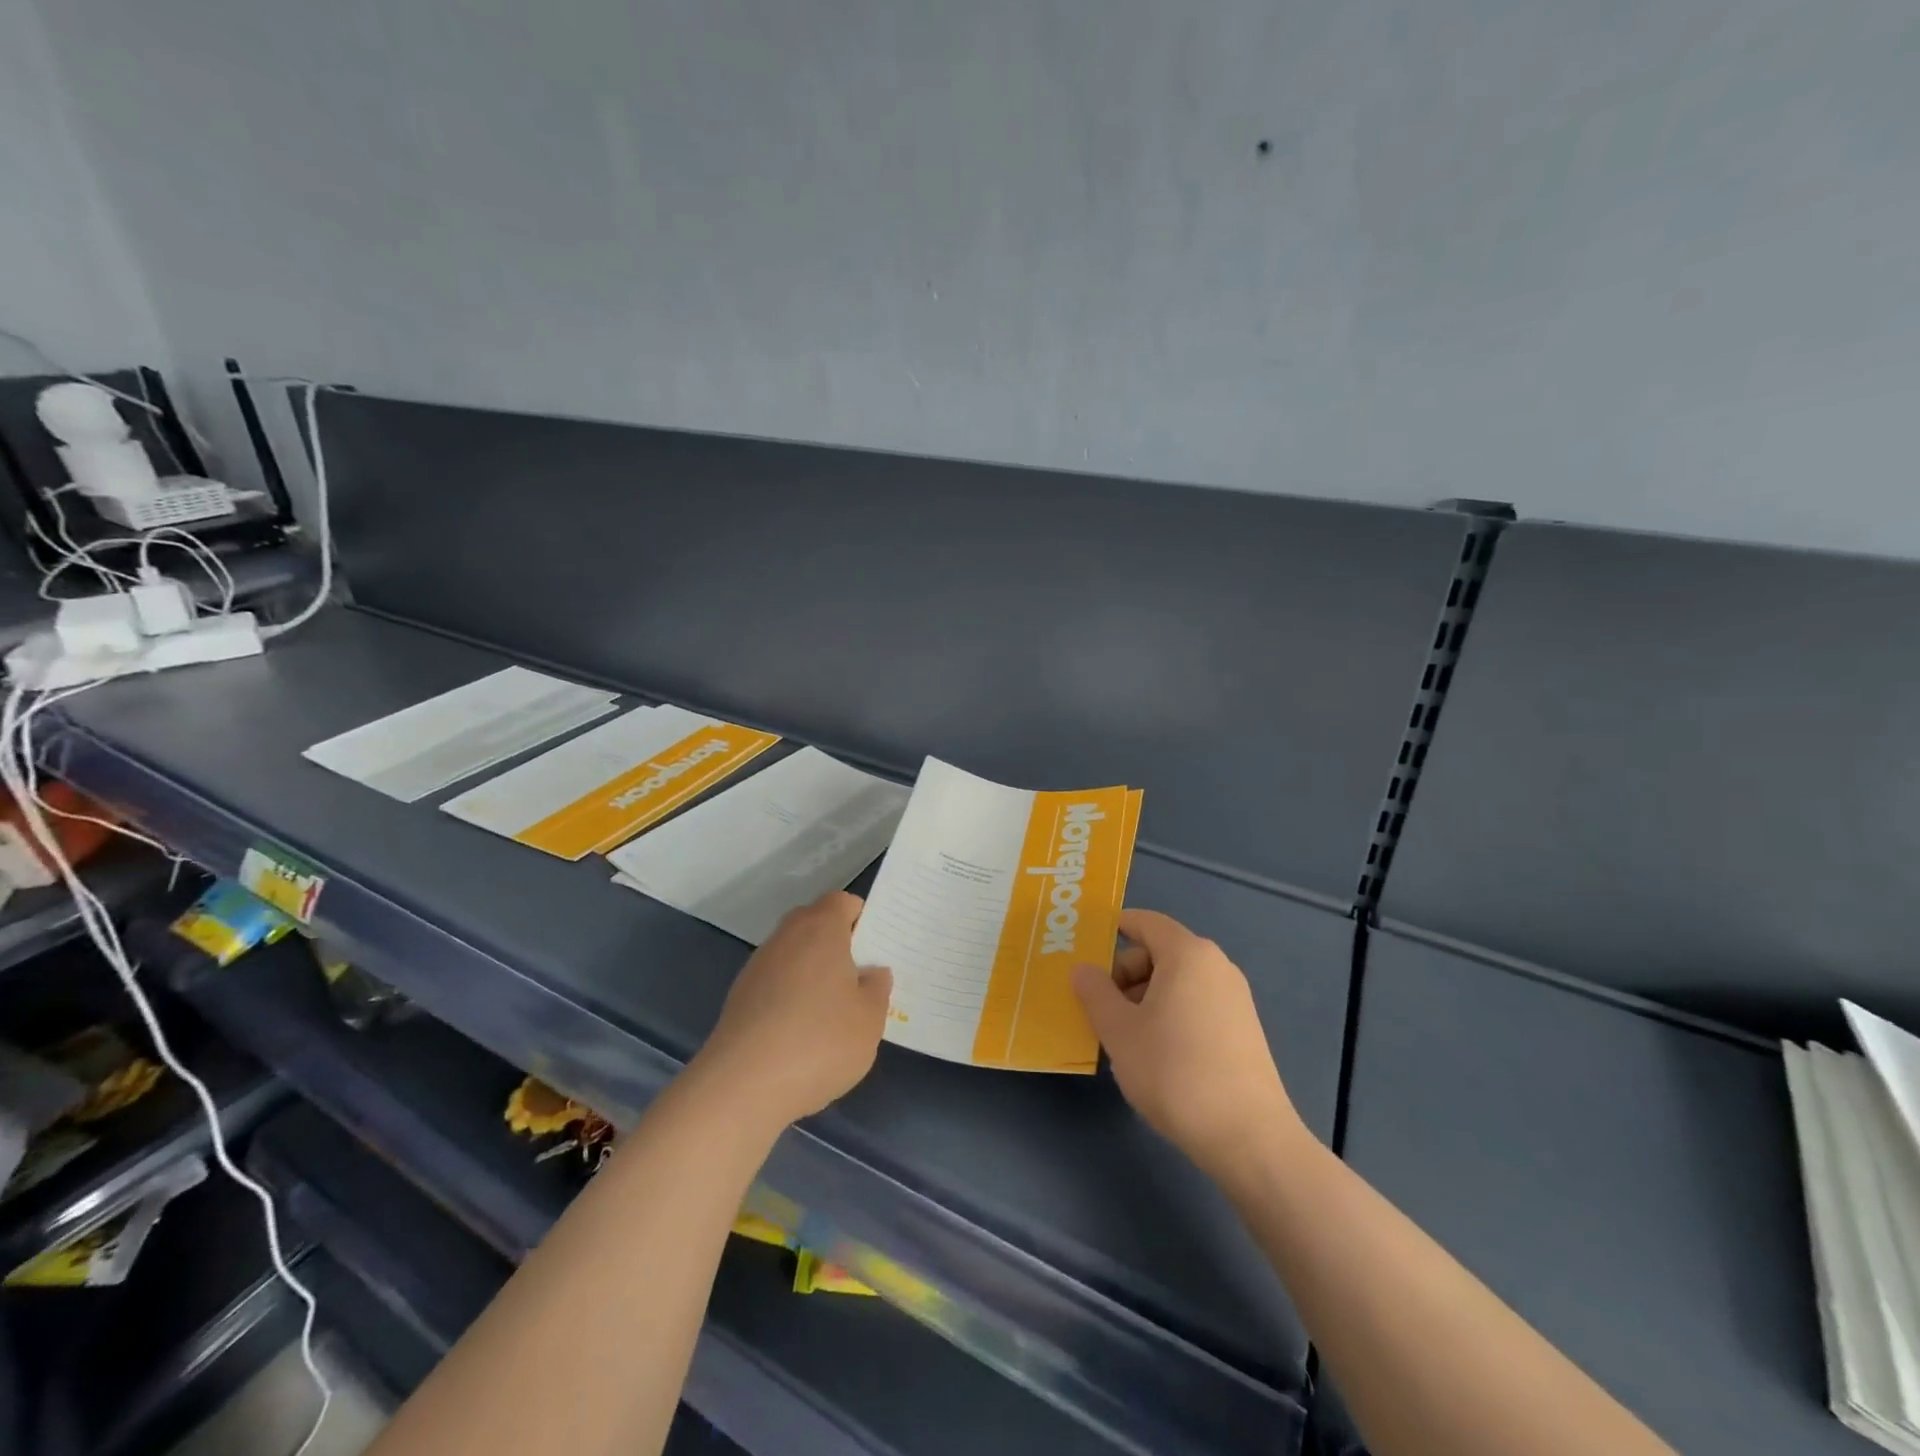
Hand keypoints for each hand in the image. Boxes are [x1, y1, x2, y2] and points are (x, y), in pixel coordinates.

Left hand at [691, 891, 892, 1131]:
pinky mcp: (740, 996)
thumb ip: (877, 988)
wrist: (742, 1085)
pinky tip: (802, 1033)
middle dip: (837, 945)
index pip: (843, 902)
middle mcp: (787, 936)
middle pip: (816, 924)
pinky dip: (791, 996)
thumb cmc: (819, 1041)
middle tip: (860, 979)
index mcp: (821, 928)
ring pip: (794, 954)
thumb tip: (871, 972)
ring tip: (832, 1011)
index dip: (861, 919)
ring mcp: (759, 965)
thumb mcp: (870, 1019)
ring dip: (812, 973)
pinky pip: (776, 982)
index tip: (876, 949)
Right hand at [1072, 909, 1304, 1179]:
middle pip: (1159, 953)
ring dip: (1144, 999)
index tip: (1086, 951)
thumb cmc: (1174, 1071)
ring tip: (1124, 1038)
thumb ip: (1095, 993)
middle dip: (1124, 974)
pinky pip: (1195, 1004)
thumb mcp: (1119, 1031)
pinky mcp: (1243, 1030)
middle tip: (1099, 1009)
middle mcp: (1216, 966)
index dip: (1114, 929)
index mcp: (1187, 954)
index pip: (1145, 922)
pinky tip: (1156, 1055)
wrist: (1248, 1138)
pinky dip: (1169, 1015)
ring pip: (1176, 982)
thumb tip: (1083, 969)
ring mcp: (1234, 999)